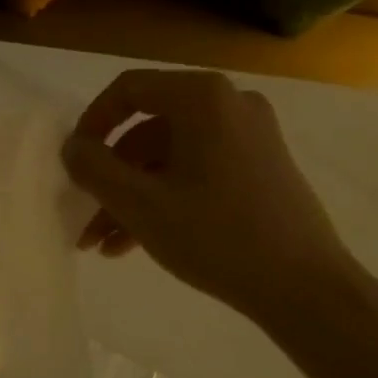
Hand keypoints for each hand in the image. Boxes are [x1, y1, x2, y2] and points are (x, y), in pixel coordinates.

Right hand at [61, 69, 359, 328]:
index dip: (92, 124)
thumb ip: (95, 169)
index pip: (129, 90)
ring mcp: (250, 136)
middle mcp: (229, 104)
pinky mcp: (260, 166)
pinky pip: (198, 171)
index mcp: (203, 98)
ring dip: (133, 197)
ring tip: (103, 245)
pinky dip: (166, 198)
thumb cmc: (217, 237)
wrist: (305, 287)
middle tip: (85, 217)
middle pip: (149, 130)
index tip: (73, 162)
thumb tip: (72, 147)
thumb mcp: (141, 205)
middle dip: (111, 178)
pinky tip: (135, 244)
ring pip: (170, 158)